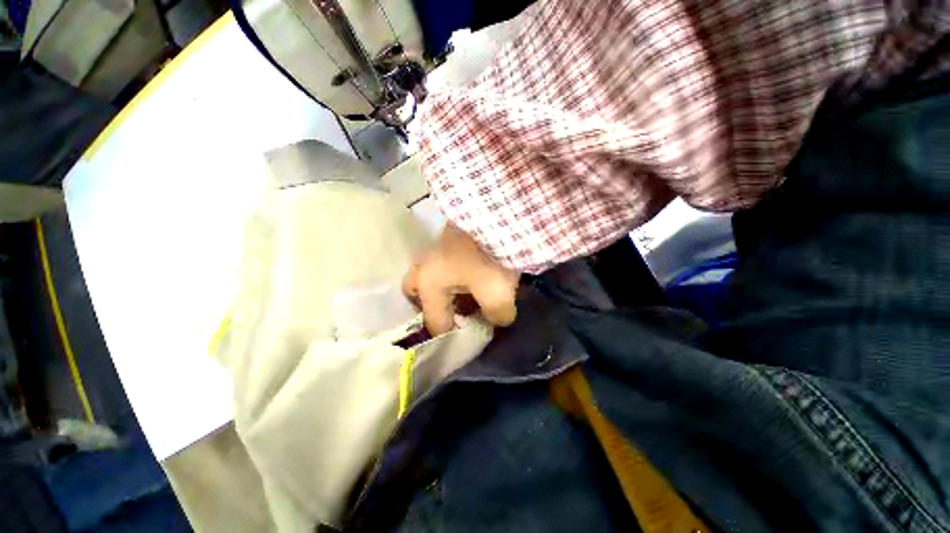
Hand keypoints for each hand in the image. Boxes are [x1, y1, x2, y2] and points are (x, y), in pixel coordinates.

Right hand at [404, 224, 519, 334]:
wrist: (497, 212)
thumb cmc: (490, 255)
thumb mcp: (497, 292)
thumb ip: (497, 315)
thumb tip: (498, 319)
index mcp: (429, 284)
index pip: (435, 323)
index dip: (453, 337)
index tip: (472, 337)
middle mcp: (425, 268)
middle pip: (417, 296)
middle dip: (433, 308)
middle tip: (455, 315)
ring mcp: (434, 251)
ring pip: (430, 279)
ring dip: (446, 293)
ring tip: (470, 300)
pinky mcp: (449, 241)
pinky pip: (444, 267)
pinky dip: (455, 278)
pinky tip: (474, 280)